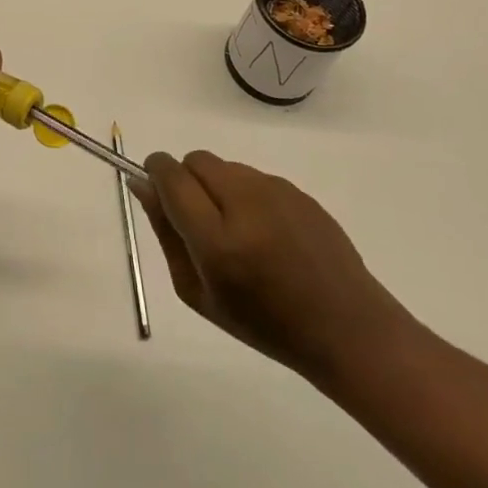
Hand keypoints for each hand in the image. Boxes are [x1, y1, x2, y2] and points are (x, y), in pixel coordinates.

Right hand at [131, 151, 408, 389]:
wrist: (344, 327)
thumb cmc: (263, 323)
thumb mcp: (198, 293)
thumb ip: (167, 233)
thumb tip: (143, 185)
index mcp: (217, 241)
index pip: (172, 177)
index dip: (156, 171)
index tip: (153, 183)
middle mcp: (246, 205)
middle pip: (196, 160)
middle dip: (185, 178)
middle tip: (196, 217)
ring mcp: (276, 192)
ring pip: (225, 166)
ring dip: (216, 186)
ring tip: (236, 230)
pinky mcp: (298, 189)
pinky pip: (253, 176)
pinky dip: (245, 193)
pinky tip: (265, 231)